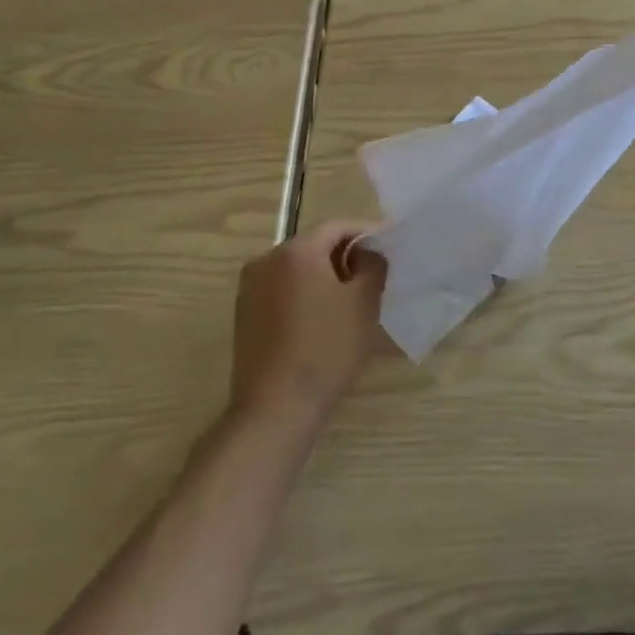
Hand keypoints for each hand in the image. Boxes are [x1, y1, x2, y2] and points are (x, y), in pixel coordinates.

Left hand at [230, 222, 386, 422]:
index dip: (368, 234)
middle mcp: (266, 260)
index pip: (338, 227)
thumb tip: (368, 253)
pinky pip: (282, 290)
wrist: (275, 407)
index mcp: (296, 250)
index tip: (390, 250)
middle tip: (374, 276)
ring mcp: (250, 288)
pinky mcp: (244, 315)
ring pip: (298, 269)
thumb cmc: (327, 347)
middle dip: (346, 256)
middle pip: (315, 245)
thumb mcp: (364, 302)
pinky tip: (323, 320)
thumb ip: (373, 265)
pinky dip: (305, 294)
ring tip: (351, 300)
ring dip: (325, 276)